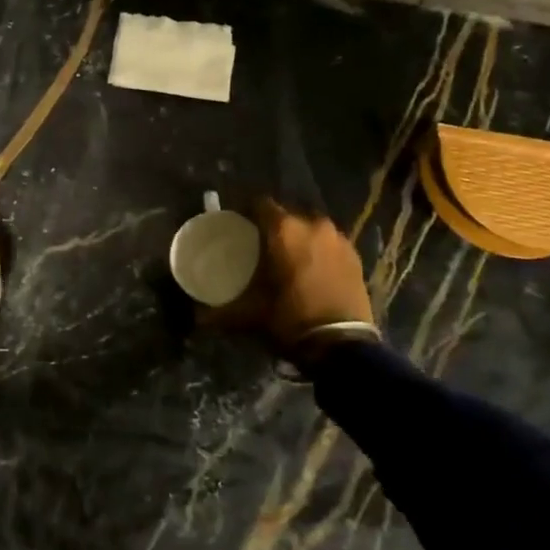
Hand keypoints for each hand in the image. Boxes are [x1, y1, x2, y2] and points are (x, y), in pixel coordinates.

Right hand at [210, 197, 375, 355]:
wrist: (343, 346)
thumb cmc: (290, 319)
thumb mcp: (249, 315)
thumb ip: (218, 312)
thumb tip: (195, 315)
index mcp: (284, 230)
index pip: (258, 204)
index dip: (245, 212)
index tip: (236, 226)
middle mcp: (313, 224)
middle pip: (286, 214)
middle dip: (272, 226)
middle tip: (259, 245)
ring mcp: (338, 239)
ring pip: (310, 227)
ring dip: (298, 237)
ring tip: (286, 257)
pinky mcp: (355, 256)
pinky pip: (329, 243)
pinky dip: (318, 250)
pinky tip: (311, 269)